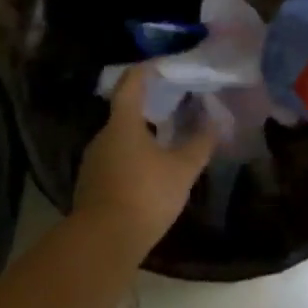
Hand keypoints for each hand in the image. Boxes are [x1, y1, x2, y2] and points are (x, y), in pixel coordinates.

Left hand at [73, 65, 217, 255]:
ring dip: (141, 135)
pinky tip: (150, 170)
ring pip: (119, 139)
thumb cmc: (144, 195)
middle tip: (173, 104)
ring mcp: (93, 162)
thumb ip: (200, 144)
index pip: (130, 84)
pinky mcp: (91, 186)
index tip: (160, 64)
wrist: (102, 242)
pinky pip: (115, 160)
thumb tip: (216, 122)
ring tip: (166, 138)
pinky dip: (133, 157)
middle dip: (148, 106)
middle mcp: (102, 137)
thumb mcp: (182, 170)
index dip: (145, 71)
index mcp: (123, 124)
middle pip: (124, 113)